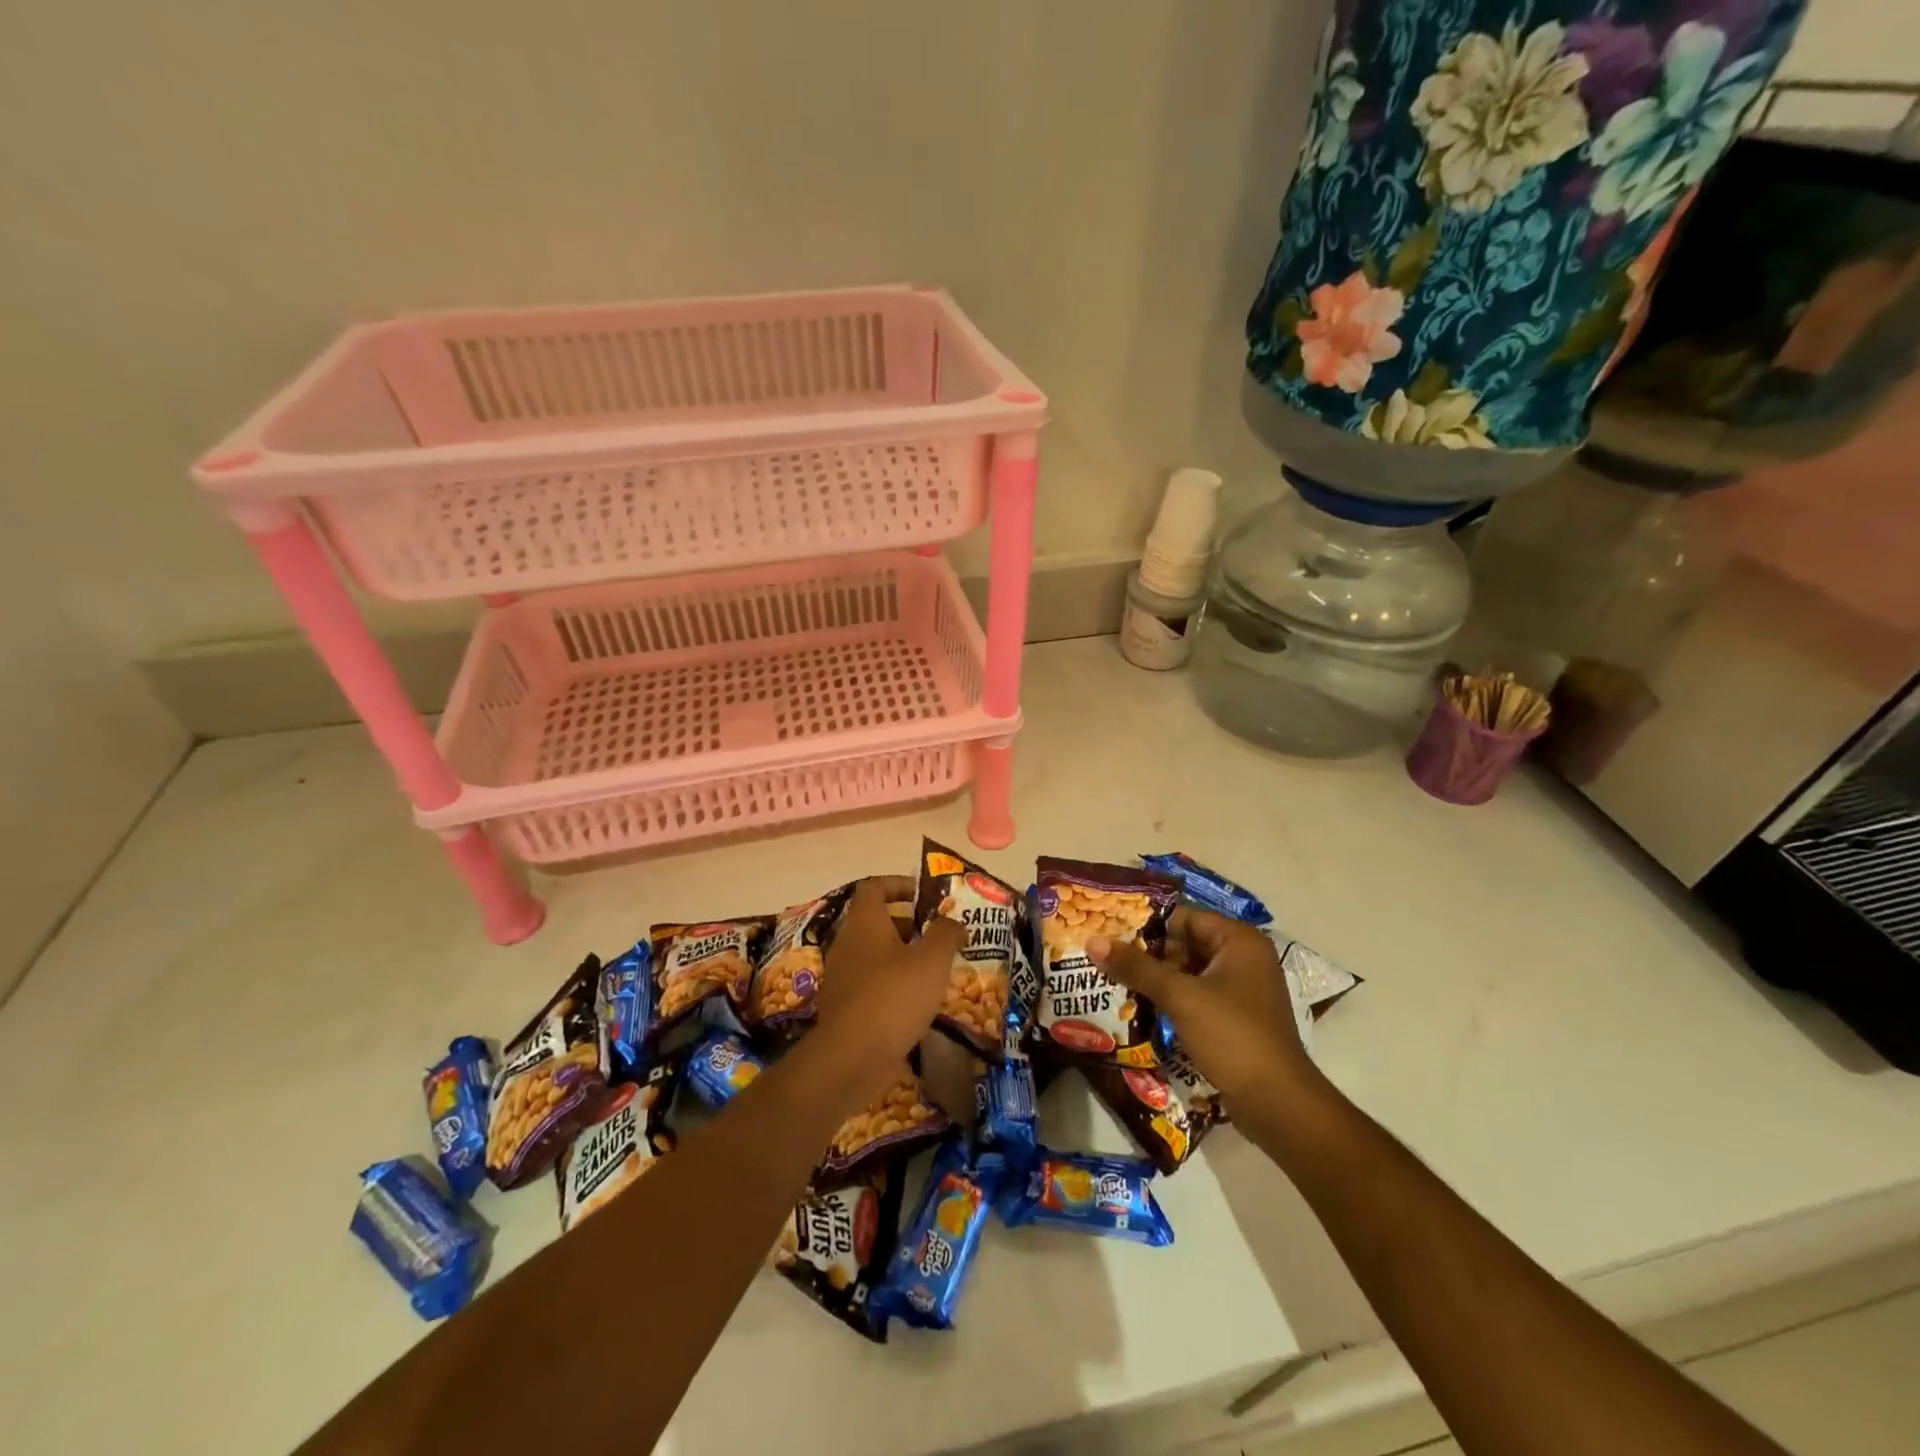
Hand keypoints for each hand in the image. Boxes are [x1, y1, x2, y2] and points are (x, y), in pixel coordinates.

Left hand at [813, 876, 960, 1094]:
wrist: (851, 1059)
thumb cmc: (893, 997)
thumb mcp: (931, 960)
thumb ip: (946, 934)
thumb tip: (954, 921)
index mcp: (865, 923)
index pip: (874, 887)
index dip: (898, 884)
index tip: (924, 895)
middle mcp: (848, 944)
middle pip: (876, 921)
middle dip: (909, 924)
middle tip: (939, 935)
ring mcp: (843, 977)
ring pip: (875, 955)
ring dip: (903, 957)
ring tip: (936, 969)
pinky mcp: (846, 1008)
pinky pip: (872, 985)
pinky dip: (894, 986)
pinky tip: (918, 1003)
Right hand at [1088, 908, 1313, 1105]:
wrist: (1278, 1103)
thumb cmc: (1232, 1036)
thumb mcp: (1180, 997)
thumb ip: (1136, 967)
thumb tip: (1093, 941)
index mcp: (1239, 941)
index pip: (1185, 917)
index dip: (1147, 923)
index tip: (1109, 930)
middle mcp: (1244, 958)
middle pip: (1187, 943)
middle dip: (1148, 952)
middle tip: (1107, 956)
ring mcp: (1242, 990)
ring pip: (1190, 971)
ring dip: (1157, 977)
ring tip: (1115, 980)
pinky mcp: (1236, 1017)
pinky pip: (1197, 995)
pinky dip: (1172, 998)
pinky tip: (1141, 1006)